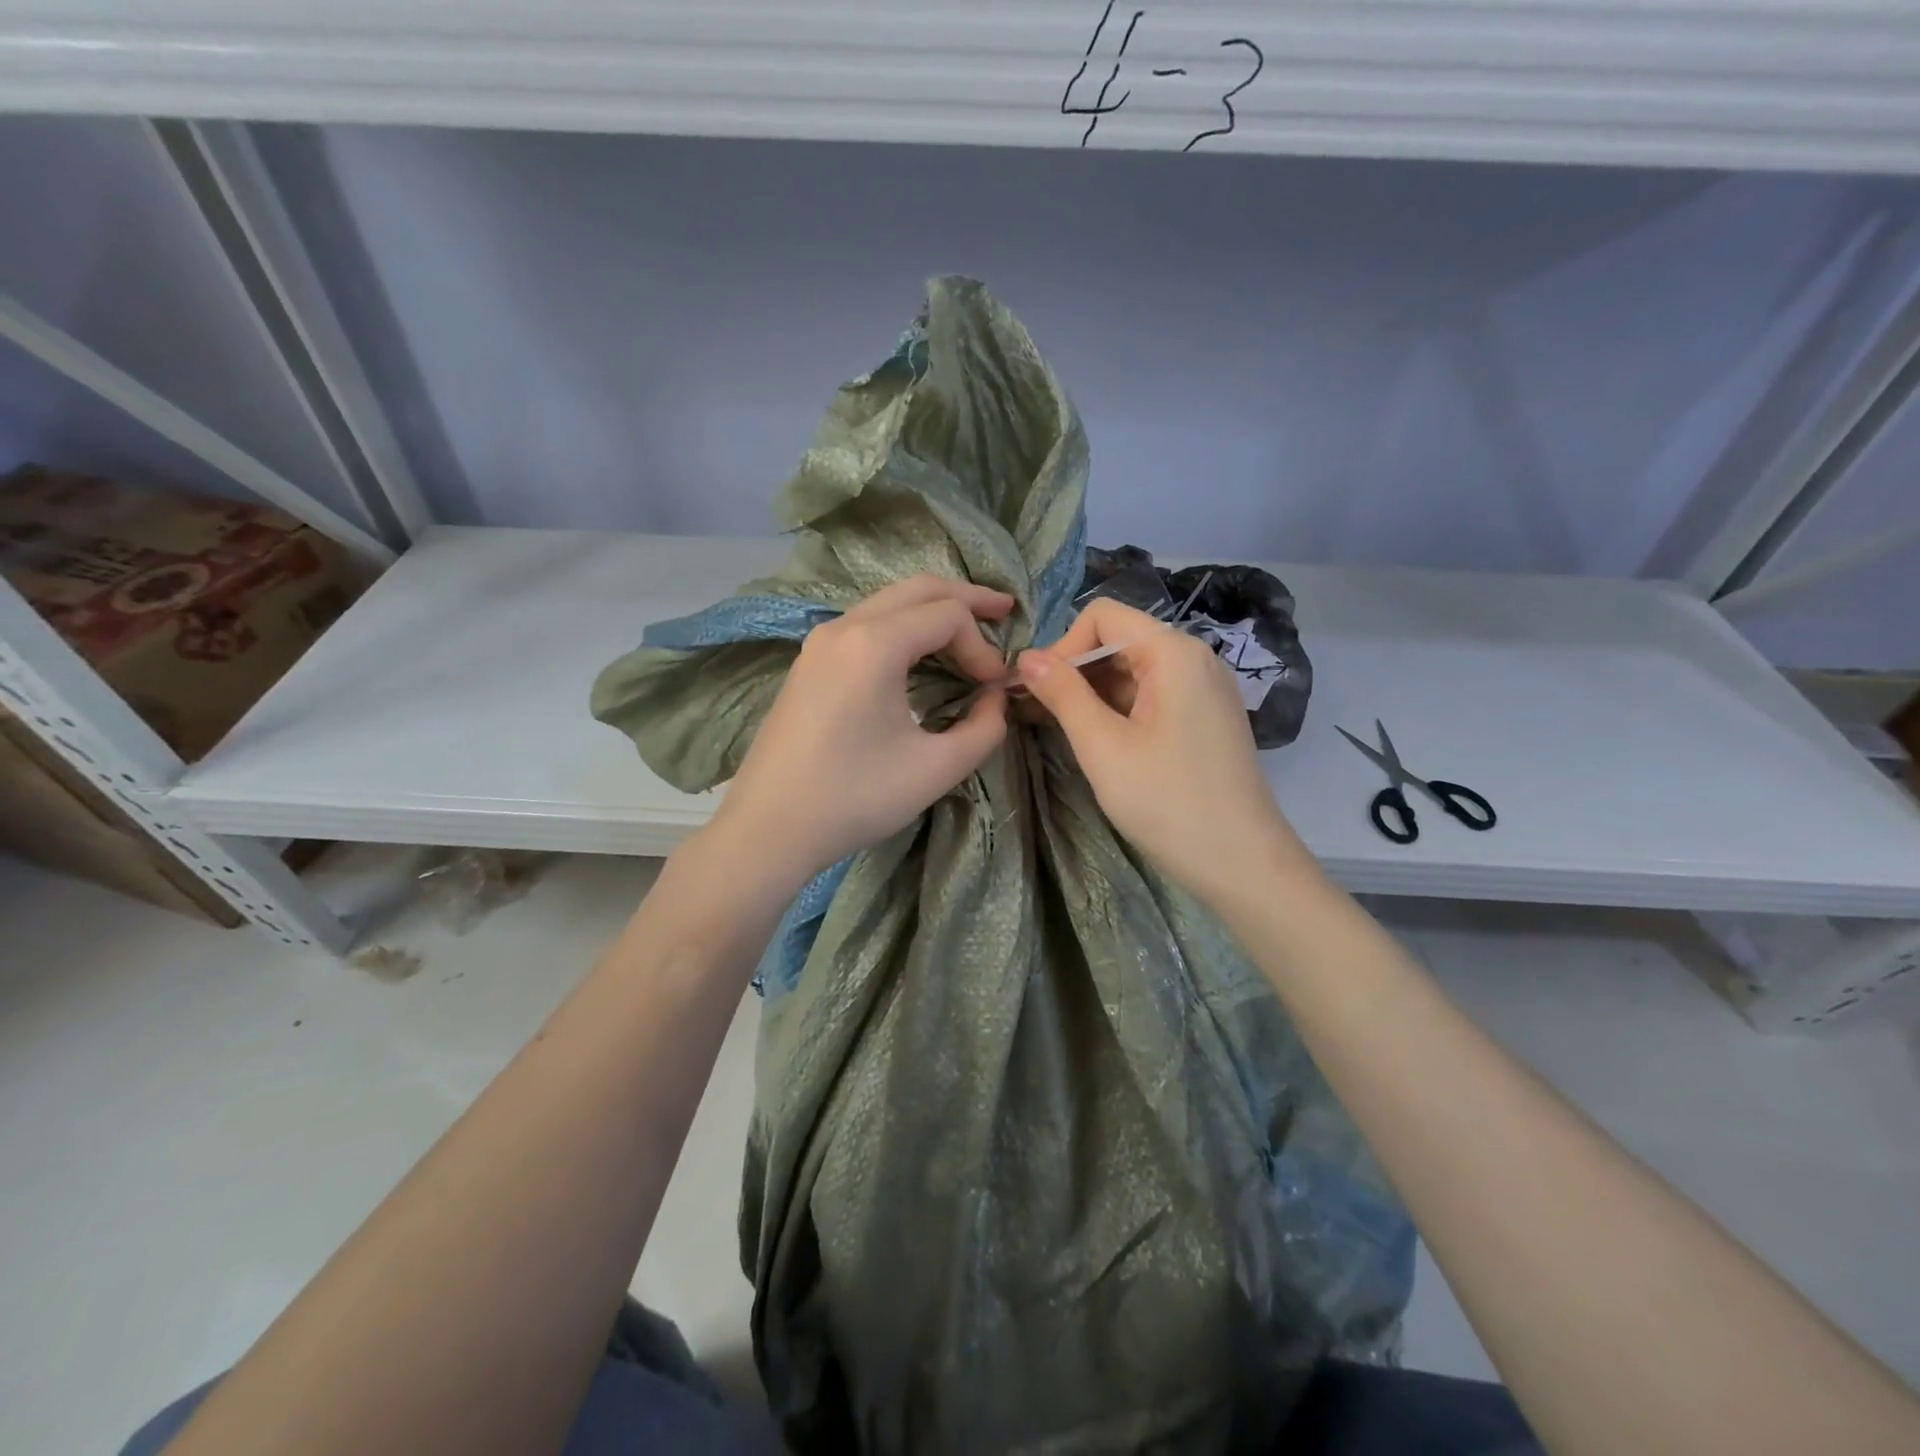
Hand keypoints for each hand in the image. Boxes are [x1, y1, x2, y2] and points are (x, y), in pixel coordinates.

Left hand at [704, 575, 1012, 890]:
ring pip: (888, 602)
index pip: (948, 616)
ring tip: (969, 631)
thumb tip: (996, 700)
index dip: (982, 647)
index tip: (995, 690)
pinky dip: (903, 628)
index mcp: (874, 644)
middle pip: (918, 589)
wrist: (769, 828)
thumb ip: (984, 729)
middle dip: (966, 599)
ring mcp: (820, 642)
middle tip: (1005, 611)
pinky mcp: (809, 663)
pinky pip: (866, 624)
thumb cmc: (854, 798)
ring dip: (932, 612)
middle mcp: (844, 627)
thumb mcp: (936, 769)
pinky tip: (921, 655)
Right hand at [1018, 598, 1306, 903]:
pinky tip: (1098, 741)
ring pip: (1133, 671)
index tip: (1038, 691)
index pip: (1102, 616)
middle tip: (1038, 713)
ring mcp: (1204, 689)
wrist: (1241, 863)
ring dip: (1093, 693)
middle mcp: (1194, 658)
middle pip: (1119, 640)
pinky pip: (1153, 696)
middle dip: (1075, 670)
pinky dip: (1119, 710)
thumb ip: (1063, 694)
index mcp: (1173, 652)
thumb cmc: (1167, 802)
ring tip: (1061, 730)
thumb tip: (1026, 658)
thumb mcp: (1103, 746)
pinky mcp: (1205, 718)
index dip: (1063, 646)